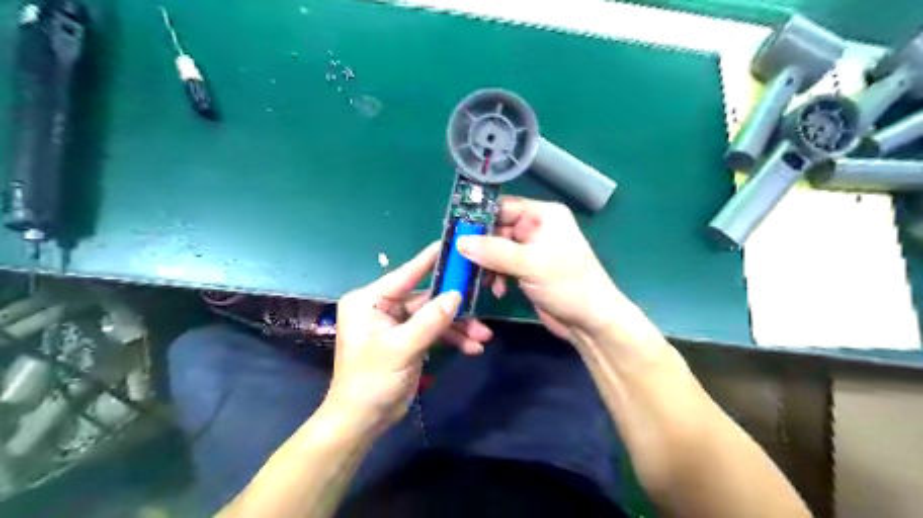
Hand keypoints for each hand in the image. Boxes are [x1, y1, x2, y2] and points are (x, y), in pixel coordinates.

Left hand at [329, 245, 494, 430]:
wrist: (363, 421)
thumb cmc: (371, 381)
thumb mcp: (401, 348)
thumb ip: (430, 320)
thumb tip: (456, 294)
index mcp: (370, 300)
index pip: (406, 273)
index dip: (432, 260)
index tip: (455, 245)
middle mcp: (383, 307)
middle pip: (426, 297)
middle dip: (455, 307)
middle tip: (482, 304)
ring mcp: (398, 323)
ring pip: (435, 316)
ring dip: (459, 326)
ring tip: (483, 336)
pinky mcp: (409, 339)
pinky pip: (435, 331)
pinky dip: (453, 338)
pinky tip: (472, 347)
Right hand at [457, 200, 623, 340]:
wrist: (590, 322)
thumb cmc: (568, 285)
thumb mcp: (530, 264)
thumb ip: (494, 251)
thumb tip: (460, 242)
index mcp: (543, 215)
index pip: (504, 207)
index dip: (480, 217)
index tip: (455, 231)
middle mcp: (537, 228)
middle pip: (497, 229)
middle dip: (480, 245)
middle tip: (460, 260)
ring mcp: (532, 250)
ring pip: (496, 249)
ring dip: (486, 264)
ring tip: (480, 279)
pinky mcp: (527, 270)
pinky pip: (502, 265)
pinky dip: (495, 275)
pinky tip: (495, 289)